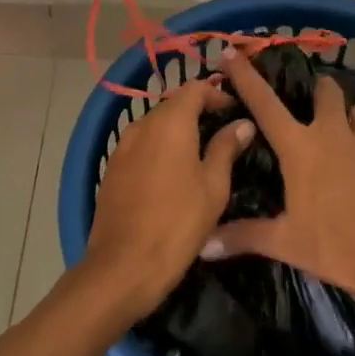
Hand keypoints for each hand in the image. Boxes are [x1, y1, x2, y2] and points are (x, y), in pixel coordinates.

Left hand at [83, 78, 254, 319]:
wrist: (122, 266)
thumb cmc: (178, 223)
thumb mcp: (213, 187)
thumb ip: (226, 148)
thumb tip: (242, 123)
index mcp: (170, 122)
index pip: (195, 88)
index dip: (216, 94)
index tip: (233, 111)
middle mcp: (143, 124)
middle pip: (173, 105)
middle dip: (197, 113)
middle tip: (221, 135)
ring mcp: (123, 146)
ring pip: (156, 126)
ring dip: (177, 132)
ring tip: (199, 157)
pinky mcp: (112, 167)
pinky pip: (141, 146)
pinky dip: (158, 149)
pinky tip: (170, 175)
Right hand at [206, 51, 354, 315]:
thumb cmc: (335, 246)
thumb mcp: (286, 243)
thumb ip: (244, 237)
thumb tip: (202, 244)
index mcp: (300, 147)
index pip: (264, 104)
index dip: (245, 76)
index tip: (232, 53)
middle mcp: (333, 134)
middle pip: (326, 91)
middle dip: (320, 91)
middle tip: (314, 103)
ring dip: (353, 118)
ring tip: (349, 132)